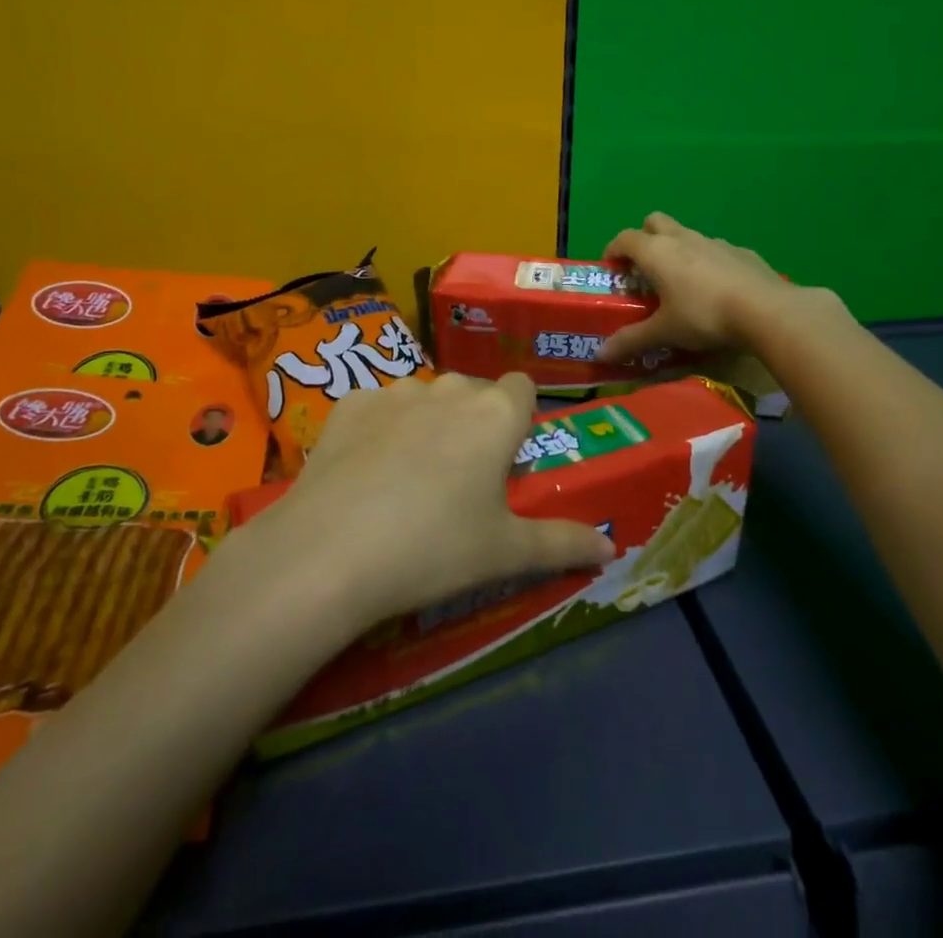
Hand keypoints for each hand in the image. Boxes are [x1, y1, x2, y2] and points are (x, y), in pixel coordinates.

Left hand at [238, 373, 616, 630]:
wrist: (331, 551)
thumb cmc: (435, 549)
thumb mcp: (506, 553)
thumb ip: (563, 544)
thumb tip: (610, 550)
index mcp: (495, 414)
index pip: (523, 388)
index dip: (519, 419)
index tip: (506, 459)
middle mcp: (449, 389)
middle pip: (473, 392)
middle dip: (473, 423)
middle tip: (459, 480)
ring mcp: (395, 391)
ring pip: (425, 397)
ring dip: (427, 423)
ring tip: (407, 480)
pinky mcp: (349, 401)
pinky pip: (378, 406)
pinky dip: (379, 429)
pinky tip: (363, 474)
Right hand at [597, 212, 801, 362]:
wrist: (766, 310)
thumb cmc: (704, 316)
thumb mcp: (664, 332)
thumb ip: (631, 341)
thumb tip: (600, 355)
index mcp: (657, 252)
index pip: (624, 238)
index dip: (613, 251)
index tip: (611, 269)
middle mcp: (682, 239)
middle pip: (655, 222)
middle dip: (645, 238)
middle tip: (644, 269)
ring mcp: (715, 242)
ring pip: (687, 235)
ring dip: (677, 250)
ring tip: (681, 283)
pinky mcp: (741, 252)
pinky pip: (716, 251)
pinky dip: (708, 263)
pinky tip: (717, 289)